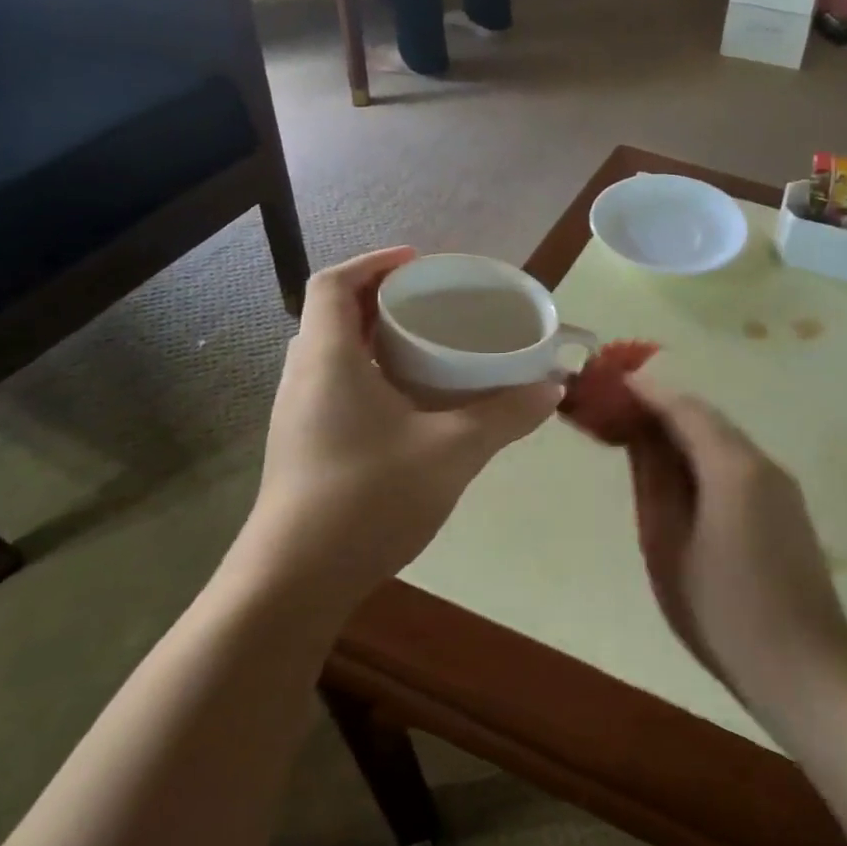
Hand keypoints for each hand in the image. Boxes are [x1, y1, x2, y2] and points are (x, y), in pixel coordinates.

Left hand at [237, 248, 560, 605]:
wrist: (294, 582)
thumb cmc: (368, 499)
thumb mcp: (451, 451)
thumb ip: (505, 415)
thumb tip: (552, 389)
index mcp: (328, 358)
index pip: (335, 284)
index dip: (374, 263)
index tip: (419, 263)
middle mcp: (303, 376)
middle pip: (335, 315)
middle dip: (383, 300)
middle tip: (433, 305)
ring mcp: (298, 414)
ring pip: (335, 353)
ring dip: (376, 339)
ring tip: (428, 348)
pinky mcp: (303, 445)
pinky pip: (336, 386)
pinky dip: (371, 375)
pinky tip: (411, 405)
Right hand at [625, 380, 846, 717]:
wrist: (805, 668)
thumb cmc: (722, 611)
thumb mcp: (669, 546)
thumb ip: (653, 483)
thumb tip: (639, 437)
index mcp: (732, 466)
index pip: (684, 408)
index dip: (646, 392)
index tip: (610, 382)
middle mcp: (762, 462)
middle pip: (707, 419)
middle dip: (663, 408)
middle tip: (618, 410)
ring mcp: (780, 485)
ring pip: (724, 441)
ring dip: (683, 433)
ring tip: (639, 439)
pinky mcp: (787, 508)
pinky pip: (738, 465)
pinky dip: (704, 457)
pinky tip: (680, 477)